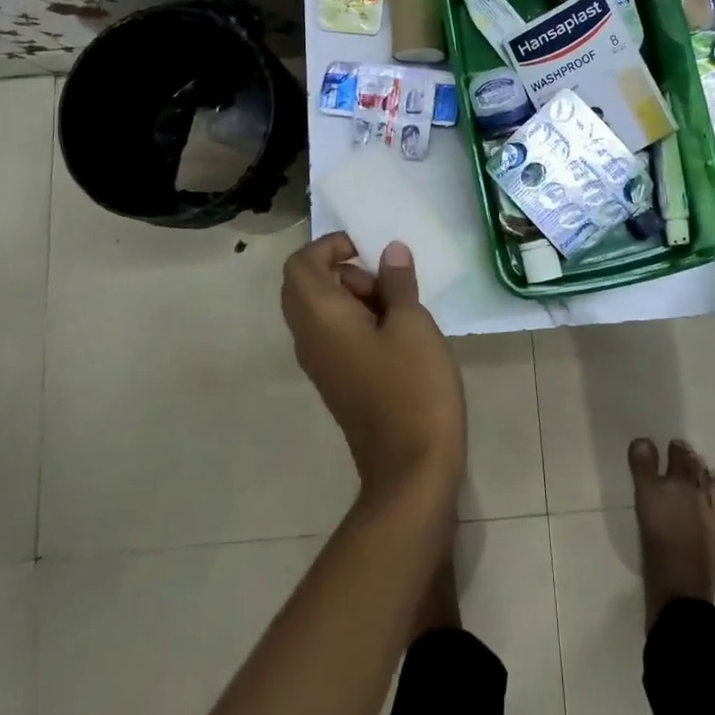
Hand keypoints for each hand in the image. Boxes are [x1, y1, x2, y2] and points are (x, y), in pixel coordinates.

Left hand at [281, 233, 466, 507]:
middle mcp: (309, 338)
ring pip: (321, 311)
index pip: (300, 264)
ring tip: (399, 308)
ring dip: (354, 296)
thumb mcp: (413, 325)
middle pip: (305, 285)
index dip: (330, 246)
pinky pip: (334, 335)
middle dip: (344, 271)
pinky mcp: (337, 381)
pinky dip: (358, 321)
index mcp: (321, 318)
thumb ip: (398, 283)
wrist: (411, 469)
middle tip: (386, 282)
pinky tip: (397, 334)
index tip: (369, 251)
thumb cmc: (413, 387)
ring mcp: (321, 364)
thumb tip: (390, 252)